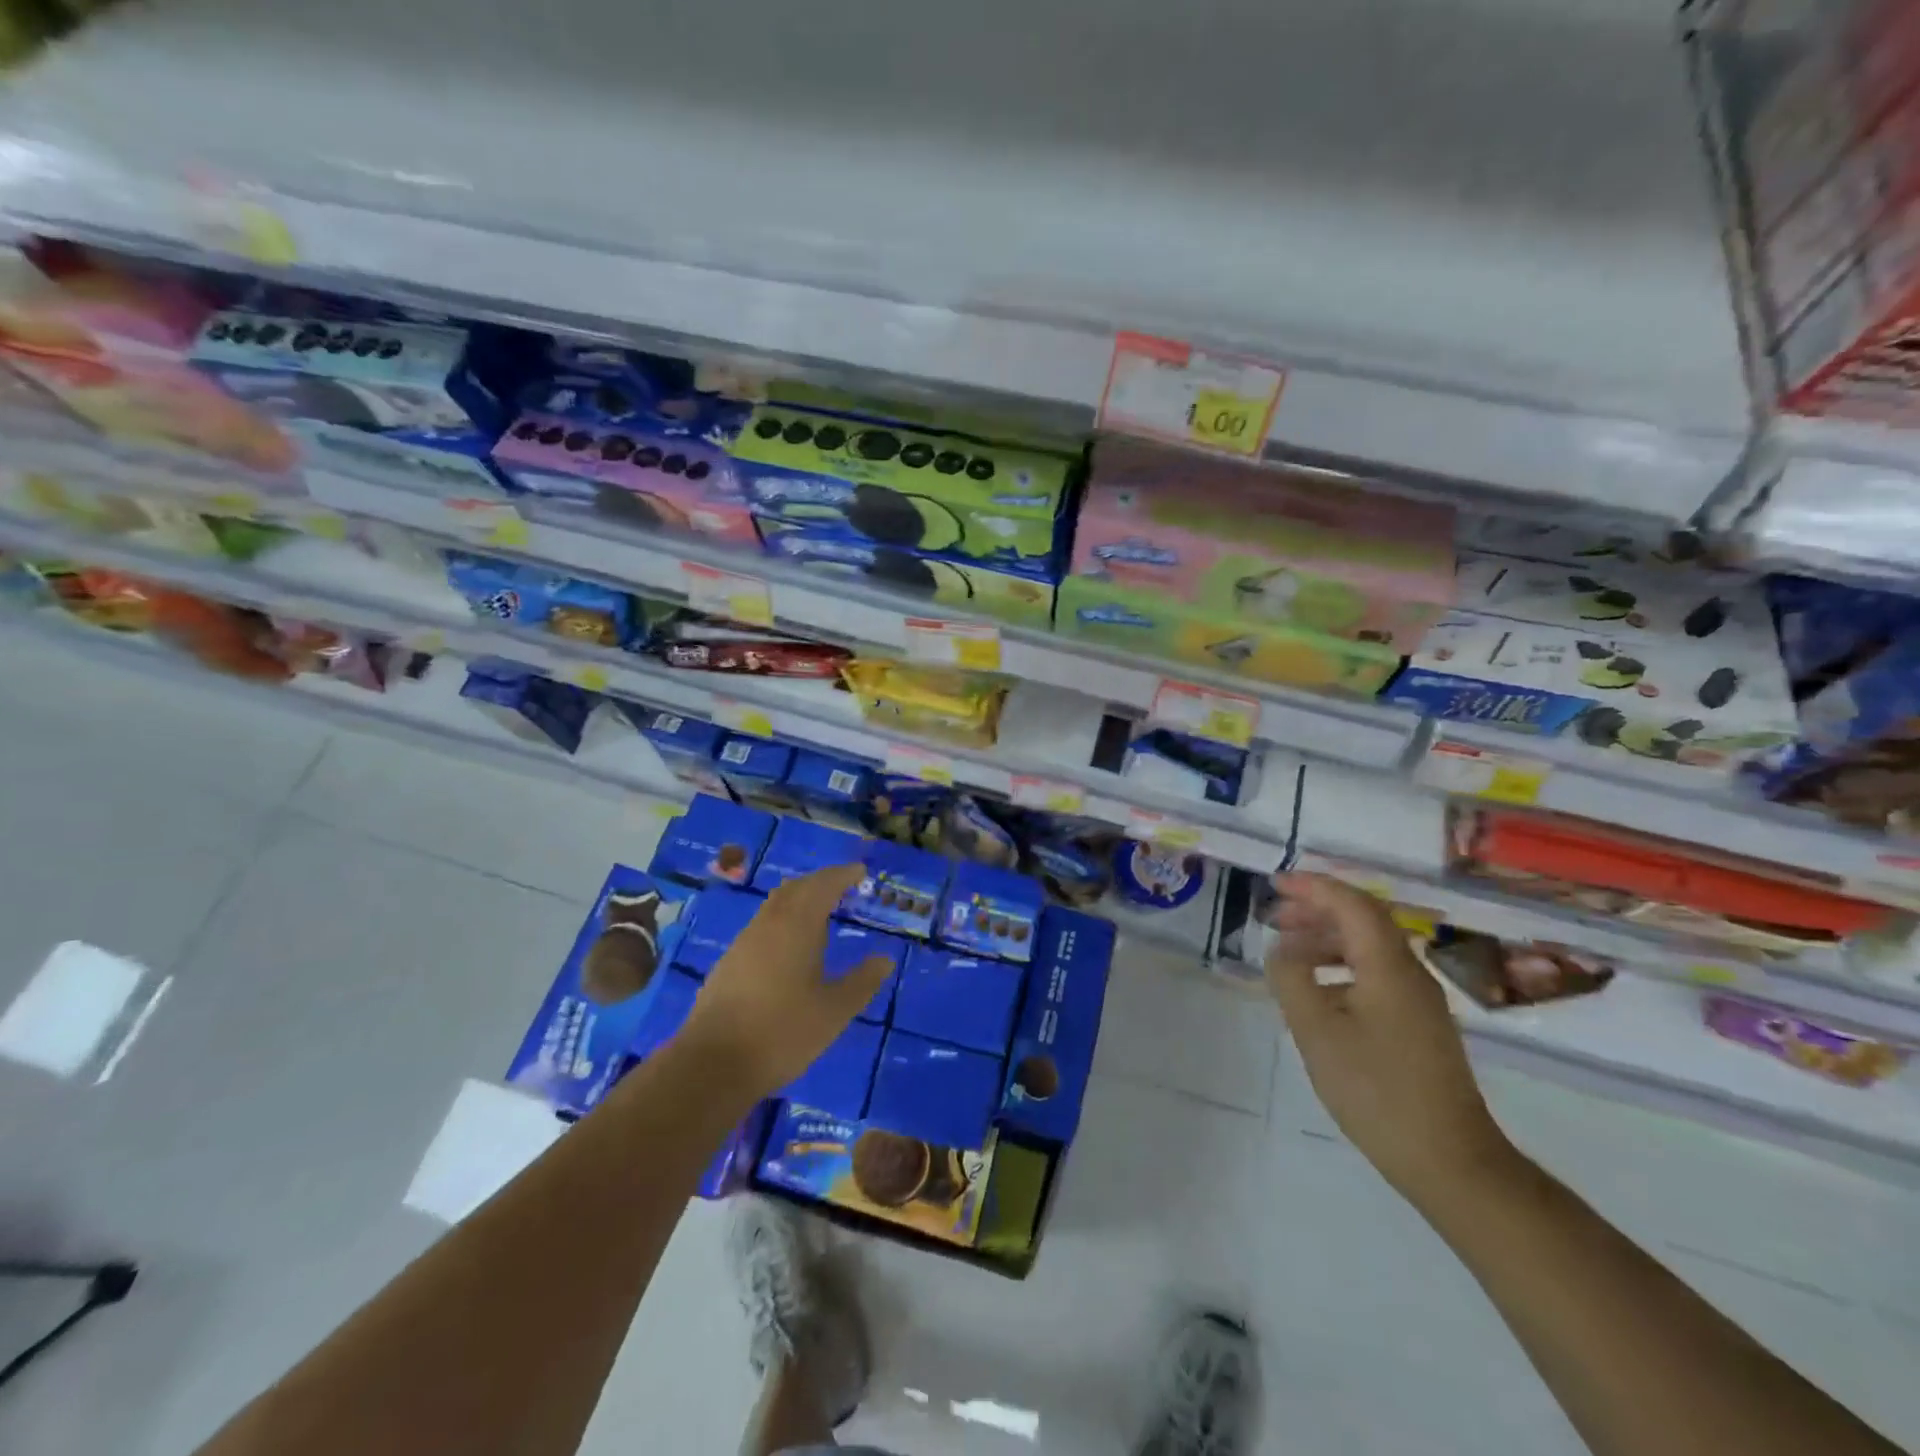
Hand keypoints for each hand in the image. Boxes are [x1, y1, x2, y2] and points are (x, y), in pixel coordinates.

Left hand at [681, 863, 891, 1098]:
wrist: (712, 1064)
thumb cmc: (782, 1033)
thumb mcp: (834, 1011)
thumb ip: (862, 982)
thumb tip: (885, 959)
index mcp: (797, 926)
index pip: (823, 885)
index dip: (843, 875)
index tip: (861, 871)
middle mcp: (769, 924)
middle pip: (796, 888)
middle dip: (821, 882)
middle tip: (844, 886)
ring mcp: (744, 942)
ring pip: (775, 905)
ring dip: (799, 899)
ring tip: (821, 911)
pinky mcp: (729, 962)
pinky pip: (762, 925)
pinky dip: (783, 920)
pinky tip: (790, 945)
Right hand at [1265, 873, 1517, 1204]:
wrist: (1449, 1159)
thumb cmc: (1375, 1088)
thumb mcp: (1316, 1029)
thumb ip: (1292, 978)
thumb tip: (1283, 950)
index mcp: (1388, 965)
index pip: (1351, 903)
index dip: (1312, 887)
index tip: (1276, 883)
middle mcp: (1409, 972)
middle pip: (1363, 920)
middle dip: (1317, 909)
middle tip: (1274, 915)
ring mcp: (1419, 1001)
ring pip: (1369, 948)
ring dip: (1327, 938)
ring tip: (1288, 951)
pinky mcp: (1419, 1026)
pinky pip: (1375, 974)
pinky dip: (1340, 966)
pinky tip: (1317, 991)